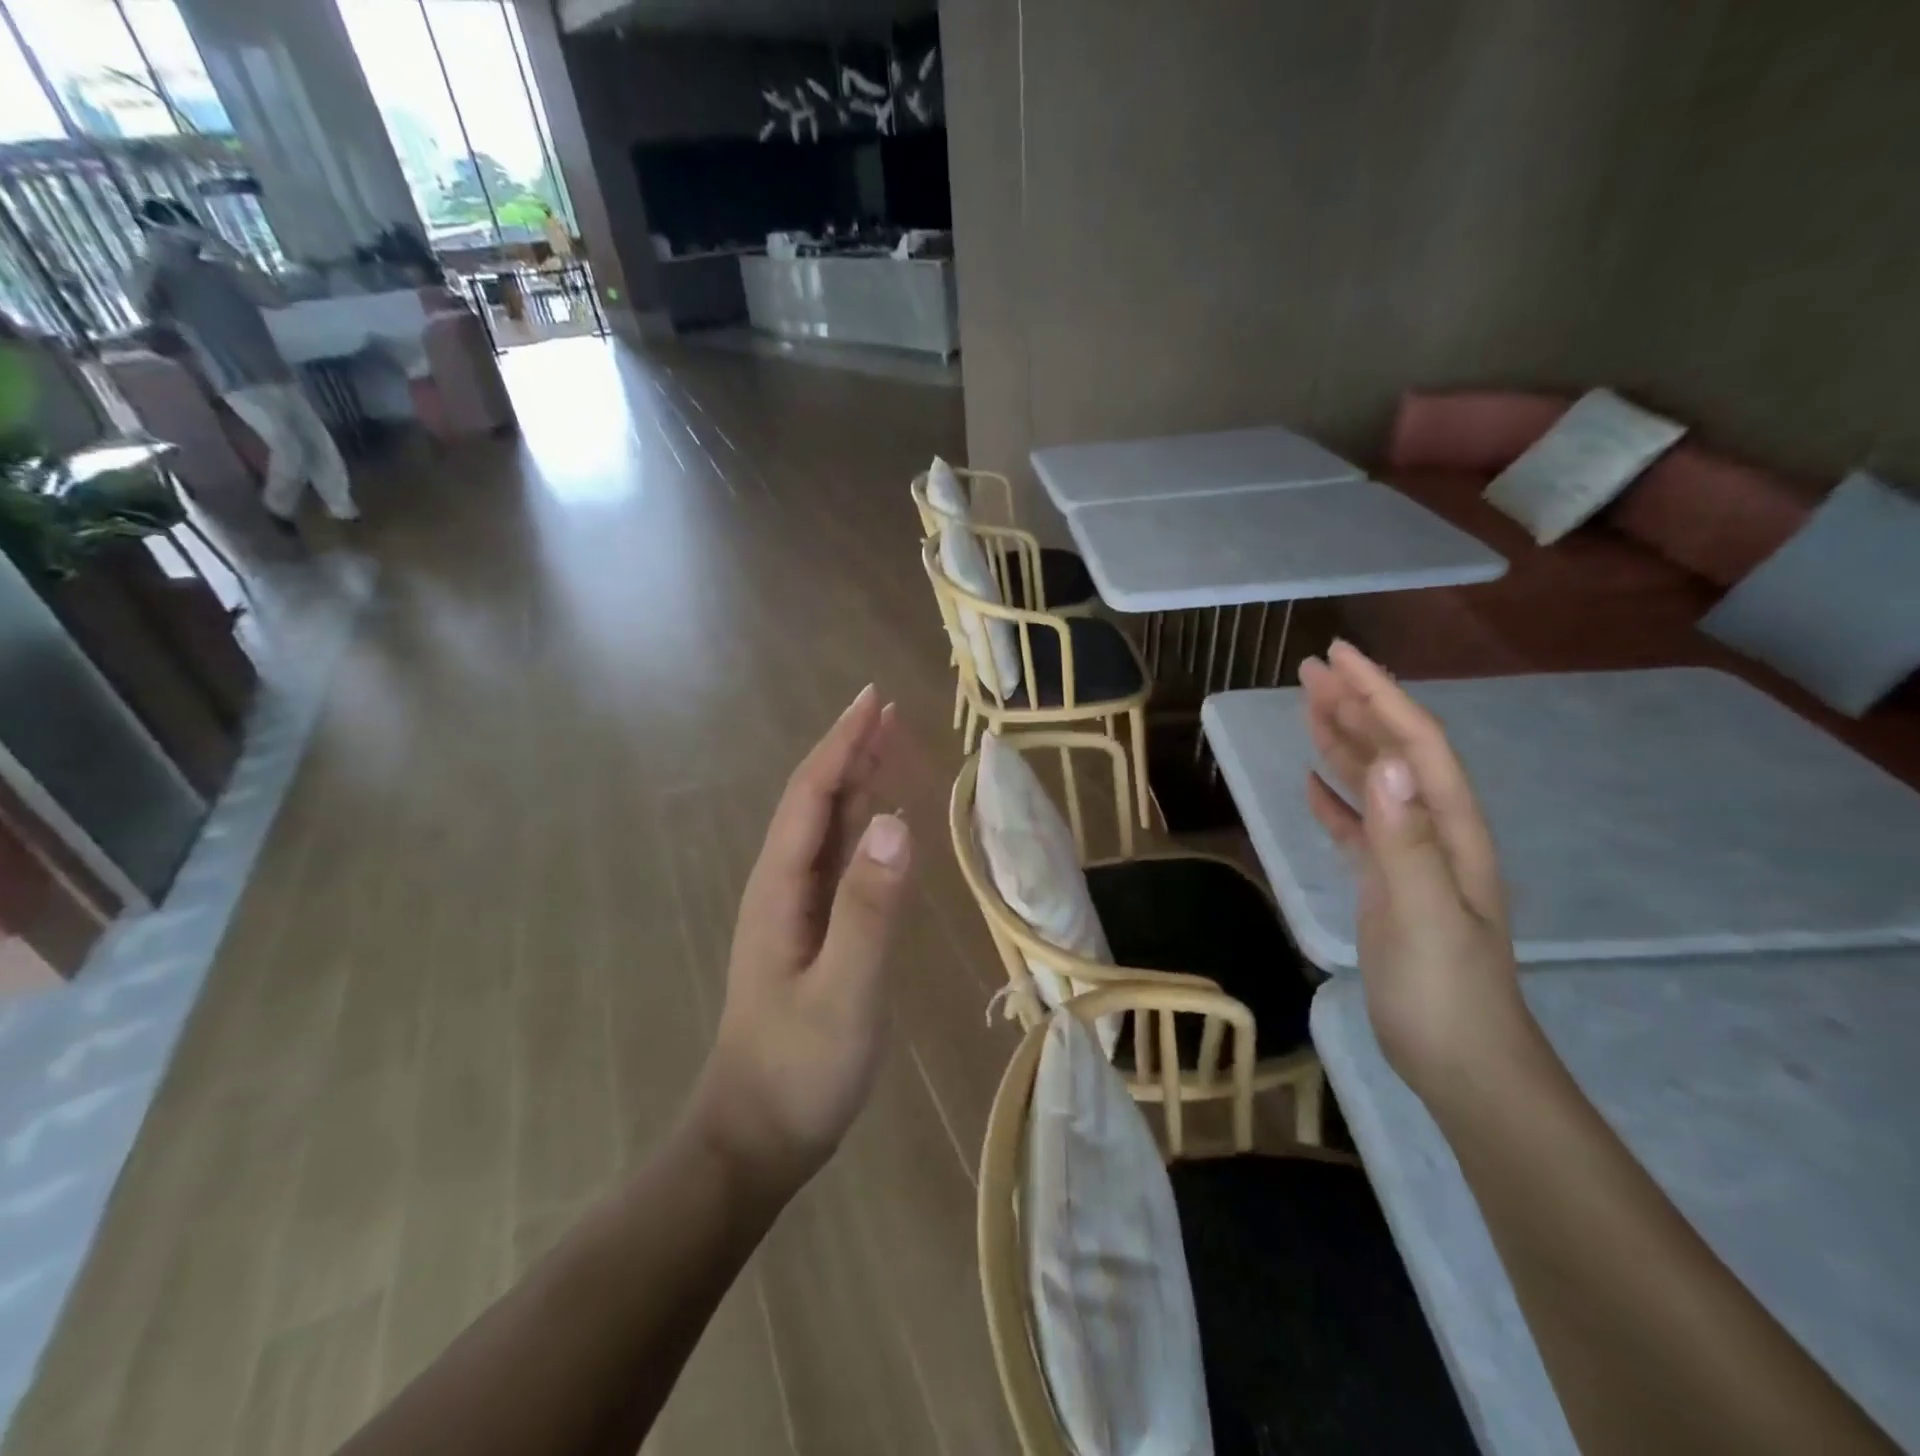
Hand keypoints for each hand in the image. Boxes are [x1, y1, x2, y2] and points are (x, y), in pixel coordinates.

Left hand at [690, 685, 912, 1197]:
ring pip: (829, 830)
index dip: (842, 744)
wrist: (757, 1138)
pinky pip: (841, 863)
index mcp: (781, 888)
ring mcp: (797, 912)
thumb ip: (870, 910)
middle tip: (888, 710)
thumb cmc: (799, 1070)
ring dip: (856, 783)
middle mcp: (784, 888)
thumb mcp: (844, 993)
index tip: (873, 701)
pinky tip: (883, 824)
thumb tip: (896, 821)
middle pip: (817, 802)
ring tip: (889, 747)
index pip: (812, 797)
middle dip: (850, 751)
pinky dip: (863, 828)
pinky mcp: (815, 935)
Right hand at [1299, 642, 1532, 1097]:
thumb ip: (1406, 840)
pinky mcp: (1387, 884)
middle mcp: (1434, 832)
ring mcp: (1411, 859)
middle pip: (1395, 752)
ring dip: (1343, 742)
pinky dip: (1336, 798)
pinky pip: (1359, 826)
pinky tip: (1312, 784)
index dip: (1379, 695)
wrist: (1461, 1062)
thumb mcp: (1423, 915)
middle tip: (1311, 669)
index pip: (1416, 744)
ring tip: (1307, 707)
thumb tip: (1389, 763)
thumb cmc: (1444, 992)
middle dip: (1357, 704)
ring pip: (1375, 784)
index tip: (1338, 656)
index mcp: (1450, 830)